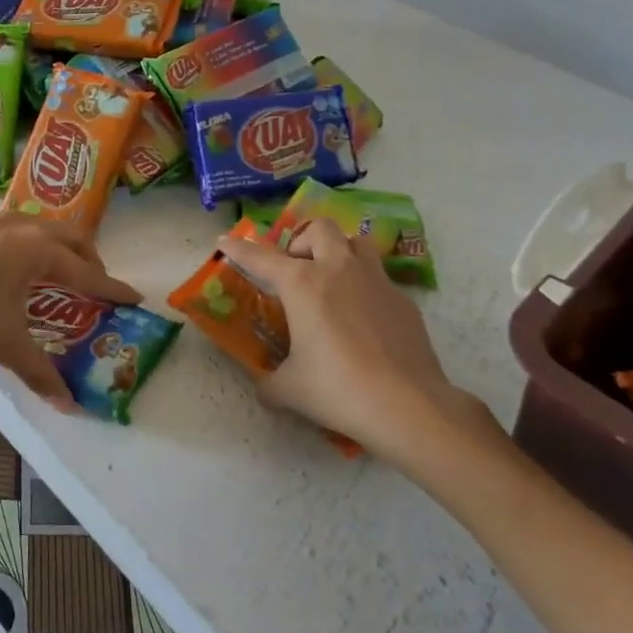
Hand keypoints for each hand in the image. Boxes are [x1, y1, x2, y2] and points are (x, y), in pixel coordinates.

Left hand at [0, 214, 141, 409]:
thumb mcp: (5, 343)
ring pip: (44, 228)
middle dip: (90, 260)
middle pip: (72, 238)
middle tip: (95, 286)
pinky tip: (17, 265)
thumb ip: (39, 371)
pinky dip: (34, 244)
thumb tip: (68, 404)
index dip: (112, 288)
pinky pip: (19, 228)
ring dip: (61, 248)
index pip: (87, 272)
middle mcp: (24, 227)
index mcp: (39, 251)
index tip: (135, 297)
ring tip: (61, 274)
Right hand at [221, 219, 494, 456]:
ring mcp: (376, 280)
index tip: (225, 239)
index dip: (240, 248)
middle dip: (302, 241)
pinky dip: (364, 286)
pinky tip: (363, 319)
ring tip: (332, 280)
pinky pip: (379, 278)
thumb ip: (268, 382)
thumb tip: (264, 387)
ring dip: (339, 251)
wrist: (407, 404)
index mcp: (302, 284)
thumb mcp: (288, 390)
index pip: (261, 257)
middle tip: (295, 270)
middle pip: (319, 229)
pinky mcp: (403, 300)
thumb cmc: (338, 389)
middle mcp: (338, 269)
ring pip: (356, 242)